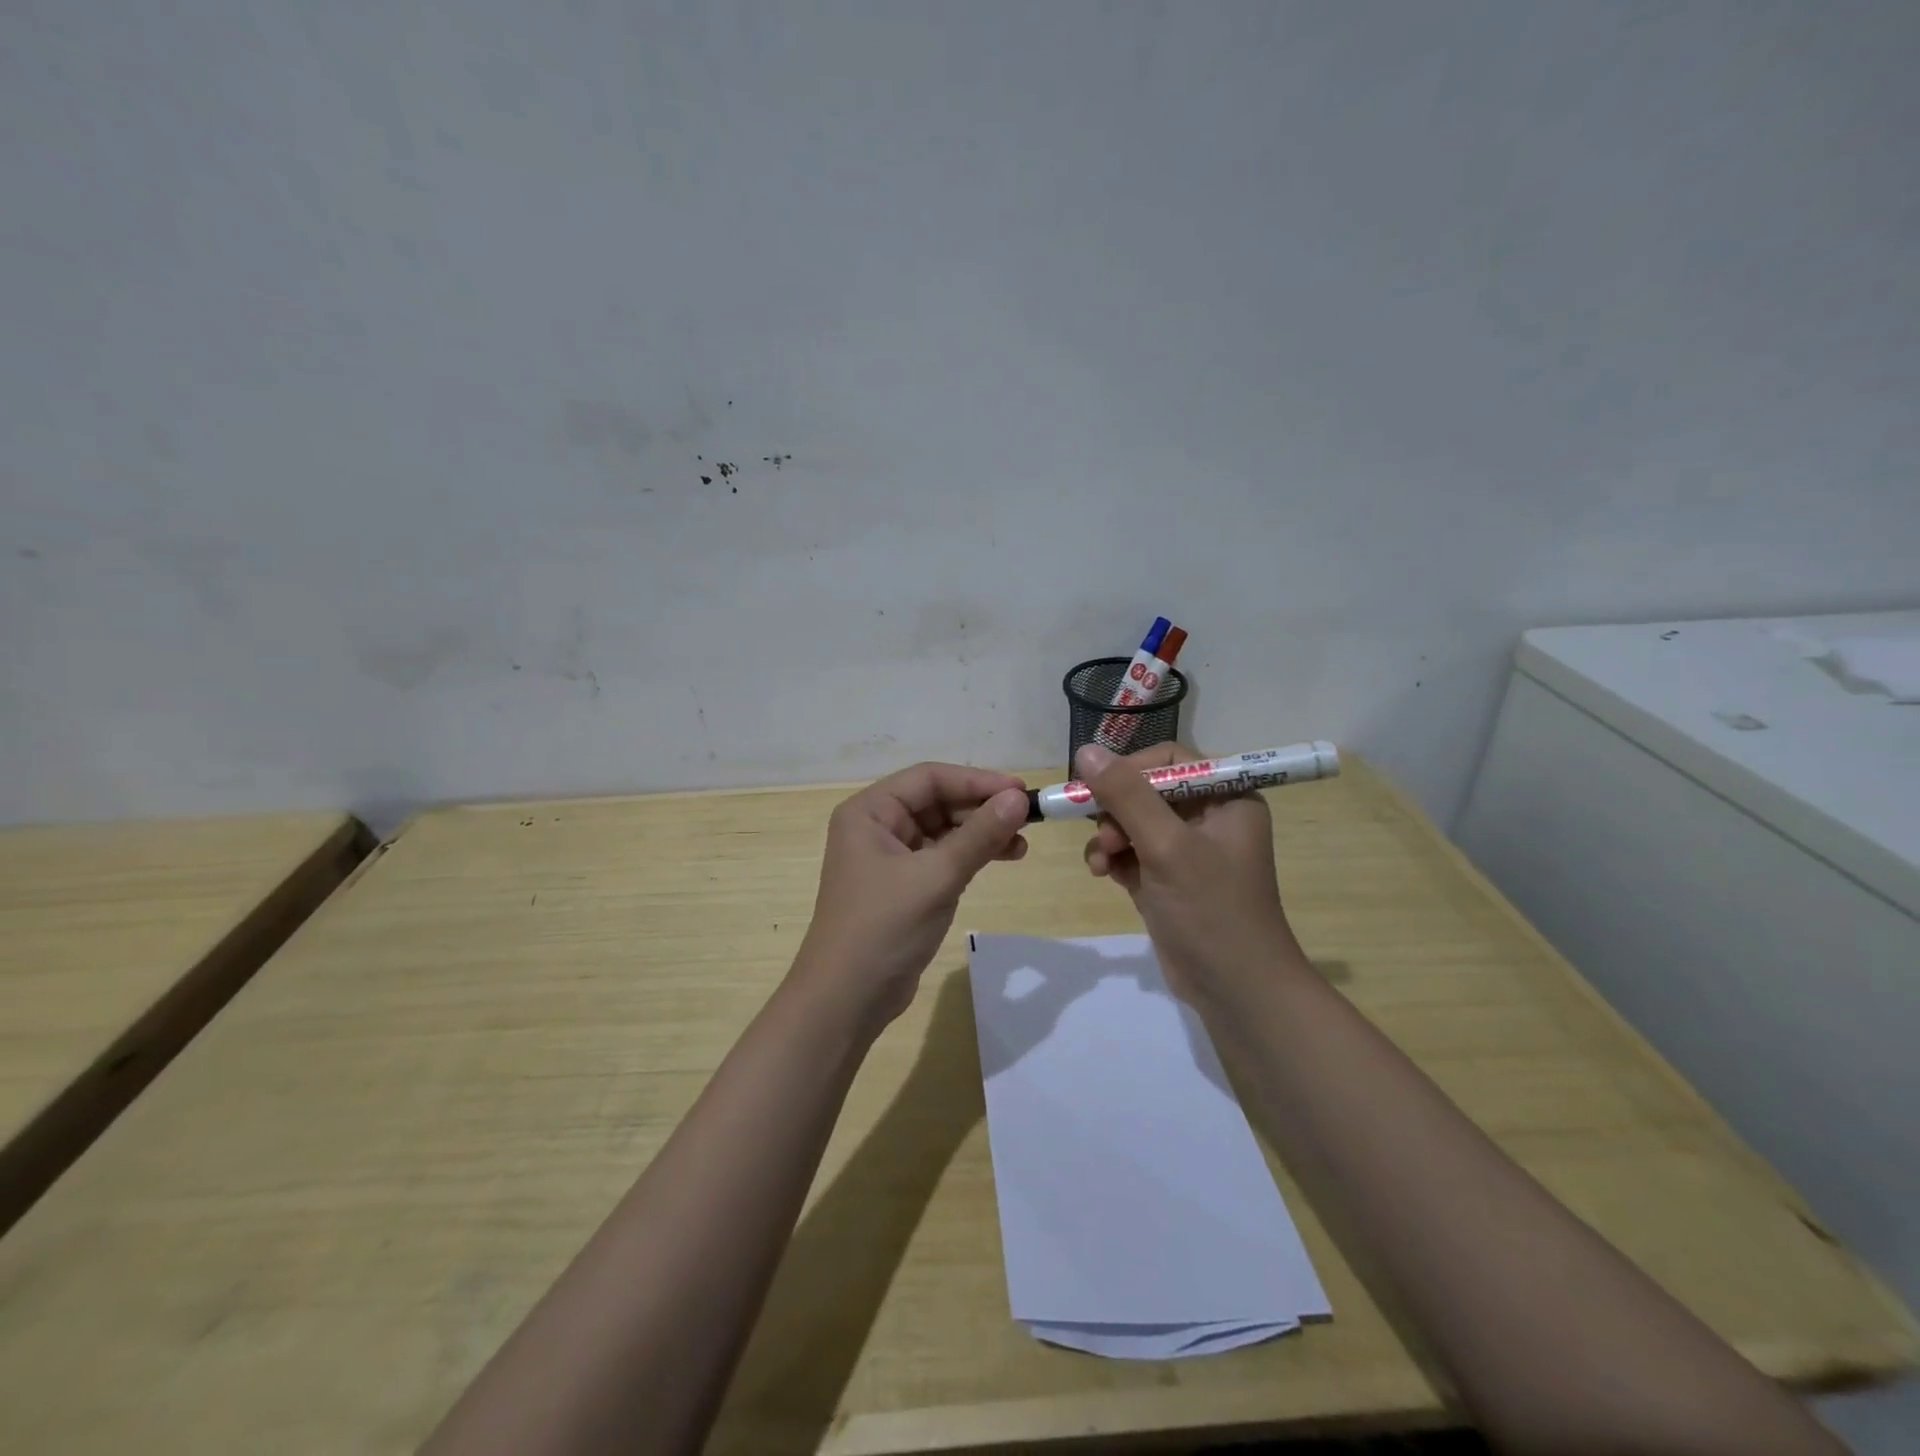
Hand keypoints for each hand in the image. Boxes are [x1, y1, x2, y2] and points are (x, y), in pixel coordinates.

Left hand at [796, 763, 1029, 1030]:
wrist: (847, 1000)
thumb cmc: (884, 928)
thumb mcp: (936, 877)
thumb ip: (979, 835)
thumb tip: (1019, 798)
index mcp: (869, 812)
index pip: (929, 779)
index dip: (976, 780)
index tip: (1020, 791)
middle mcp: (876, 827)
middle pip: (936, 801)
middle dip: (981, 808)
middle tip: (1027, 819)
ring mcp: (889, 857)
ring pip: (943, 830)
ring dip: (980, 833)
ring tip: (1021, 844)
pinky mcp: (903, 885)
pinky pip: (942, 856)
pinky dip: (970, 855)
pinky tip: (1002, 857)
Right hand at [1078, 742, 1301, 1001]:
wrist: (1235, 991)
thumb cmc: (1211, 910)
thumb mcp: (1167, 846)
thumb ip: (1127, 796)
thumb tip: (1085, 750)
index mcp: (1226, 798)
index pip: (1171, 760)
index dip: (1131, 768)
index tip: (1097, 786)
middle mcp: (1208, 817)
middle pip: (1145, 790)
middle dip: (1116, 810)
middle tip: (1101, 833)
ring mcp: (1186, 851)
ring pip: (1131, 822)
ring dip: (1108, 836)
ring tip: (1100, 861)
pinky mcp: (1166, 879)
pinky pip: (1129, 852)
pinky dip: (1111, 858)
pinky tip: (1101, 872)